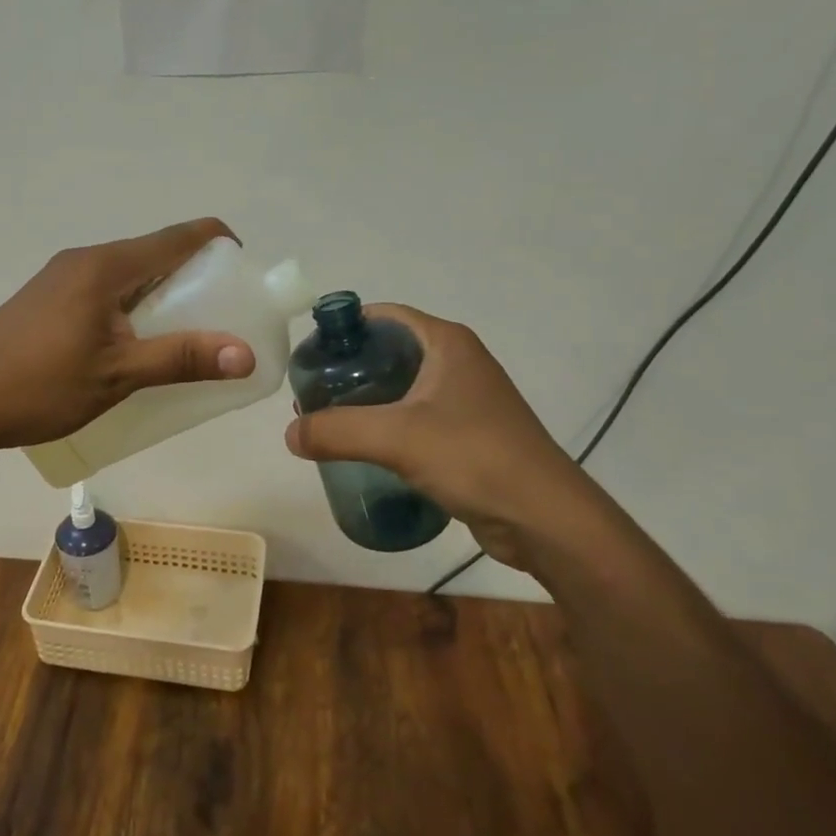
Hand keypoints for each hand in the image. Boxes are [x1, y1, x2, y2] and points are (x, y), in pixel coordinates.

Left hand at [0, 219, 254, 455]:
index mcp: (106, 266)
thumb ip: (182, 359)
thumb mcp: (118, 376)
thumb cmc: (38, 386)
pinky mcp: (48, 299)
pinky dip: (134, 309)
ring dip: (164, 298)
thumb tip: (246, 353)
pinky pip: (106, 292)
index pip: (180, 236)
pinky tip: (136, 348)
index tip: (245, 278)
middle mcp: (85, 260)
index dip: (220, 245)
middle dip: (196, 280)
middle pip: (156, 254)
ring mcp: (62, 278)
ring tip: (186, 340)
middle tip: (222, 321)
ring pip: (130, 276)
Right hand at [283, 305, 598, 571]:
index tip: (310, 355)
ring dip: (366, 401)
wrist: (545, 519)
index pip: (384, 316)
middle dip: (348, 370)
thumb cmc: (475, 458)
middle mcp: (458, 362)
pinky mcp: (469, 434)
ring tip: (328, 422)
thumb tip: (290, 434)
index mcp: (447, 343)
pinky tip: (364, 449)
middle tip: (312, 395)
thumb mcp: (397, 438)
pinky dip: (387, 426)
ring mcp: (466, 399)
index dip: (344, 329)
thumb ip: (337, 431)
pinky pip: (415, 418)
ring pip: (402, 388)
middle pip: (389, 351)